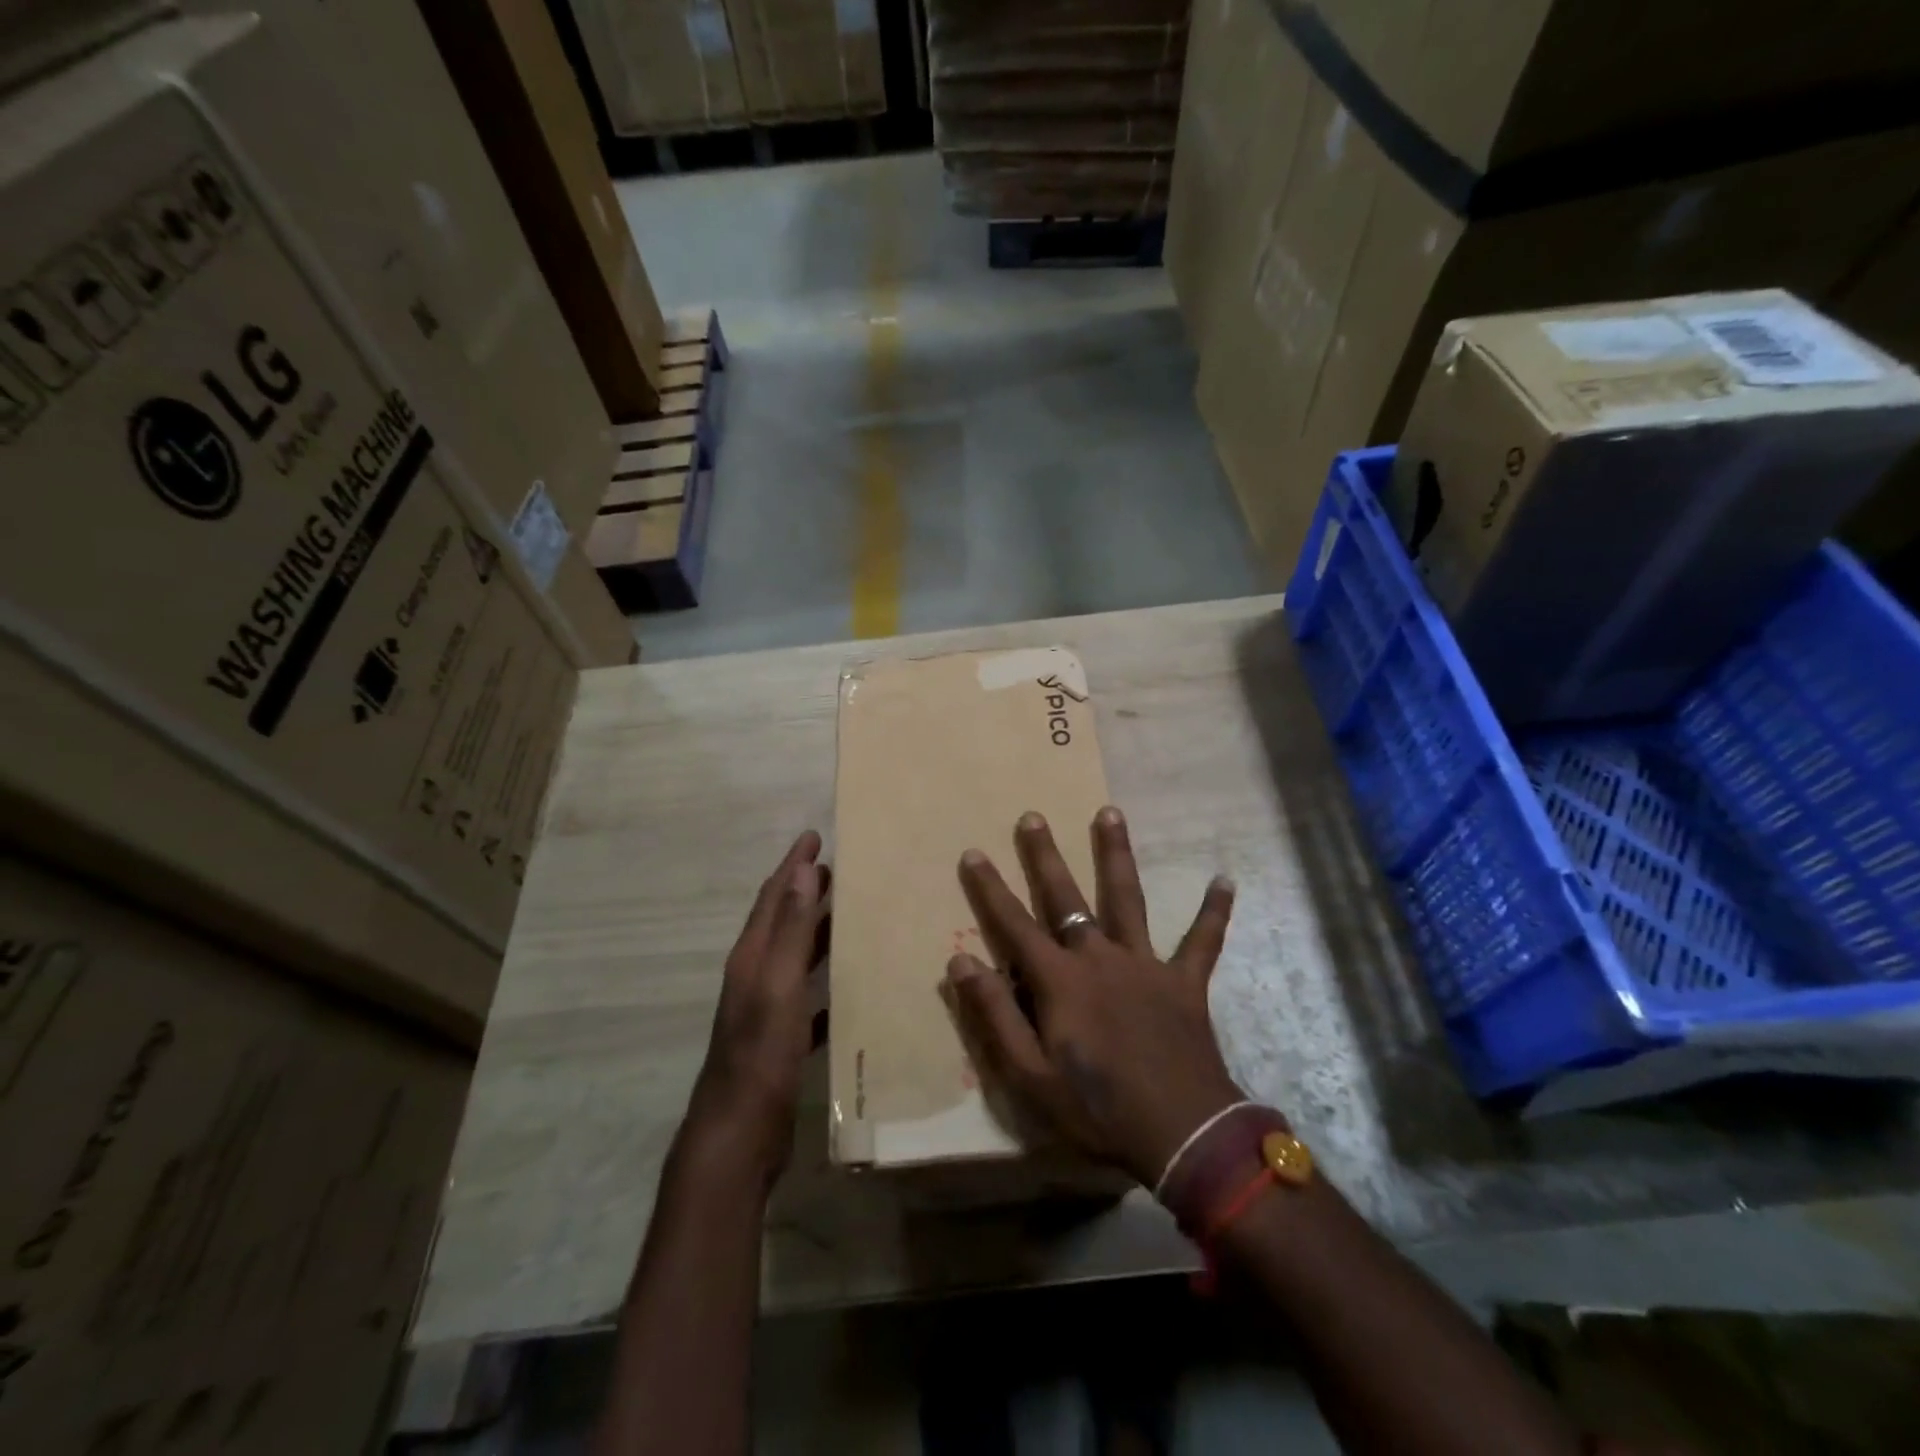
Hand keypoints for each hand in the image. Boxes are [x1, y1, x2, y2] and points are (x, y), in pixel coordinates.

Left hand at [687, 832, 829, 1181]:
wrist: (738, 1136)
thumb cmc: (760, 1055)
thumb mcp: (779, 986)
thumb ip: (792, 930)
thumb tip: (803, 870)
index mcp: (752, 958)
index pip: (773, 897)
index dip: (792, 865)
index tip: (814, 835)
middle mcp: (755, 977)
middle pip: (782, 922)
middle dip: (805, 891)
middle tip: (837, 868)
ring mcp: (767, 1011)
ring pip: (795, 957)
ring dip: (816, 931)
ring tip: (848, 914)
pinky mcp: (781, 1041)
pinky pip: (808, 998)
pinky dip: (825, 983)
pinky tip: (849, 987)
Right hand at [945, 807, 1243, 1185]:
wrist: (1182, 1133)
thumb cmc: (1098, 1108)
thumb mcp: (1029, 1074)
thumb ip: (994, 1014)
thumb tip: (960, 960)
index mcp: (1059, 980)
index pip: (1014, 924)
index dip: (990, 888)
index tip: (973, 852)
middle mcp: (1099, 957)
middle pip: (1066, 897)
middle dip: (1045, 856)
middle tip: (1033, 816)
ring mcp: (1145, 964)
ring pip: (1127, 898)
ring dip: (1117, 854)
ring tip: (1111, 812)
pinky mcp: (1185, 981)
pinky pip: (1202, 941)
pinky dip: (1213, 912)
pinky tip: (1225, 880)